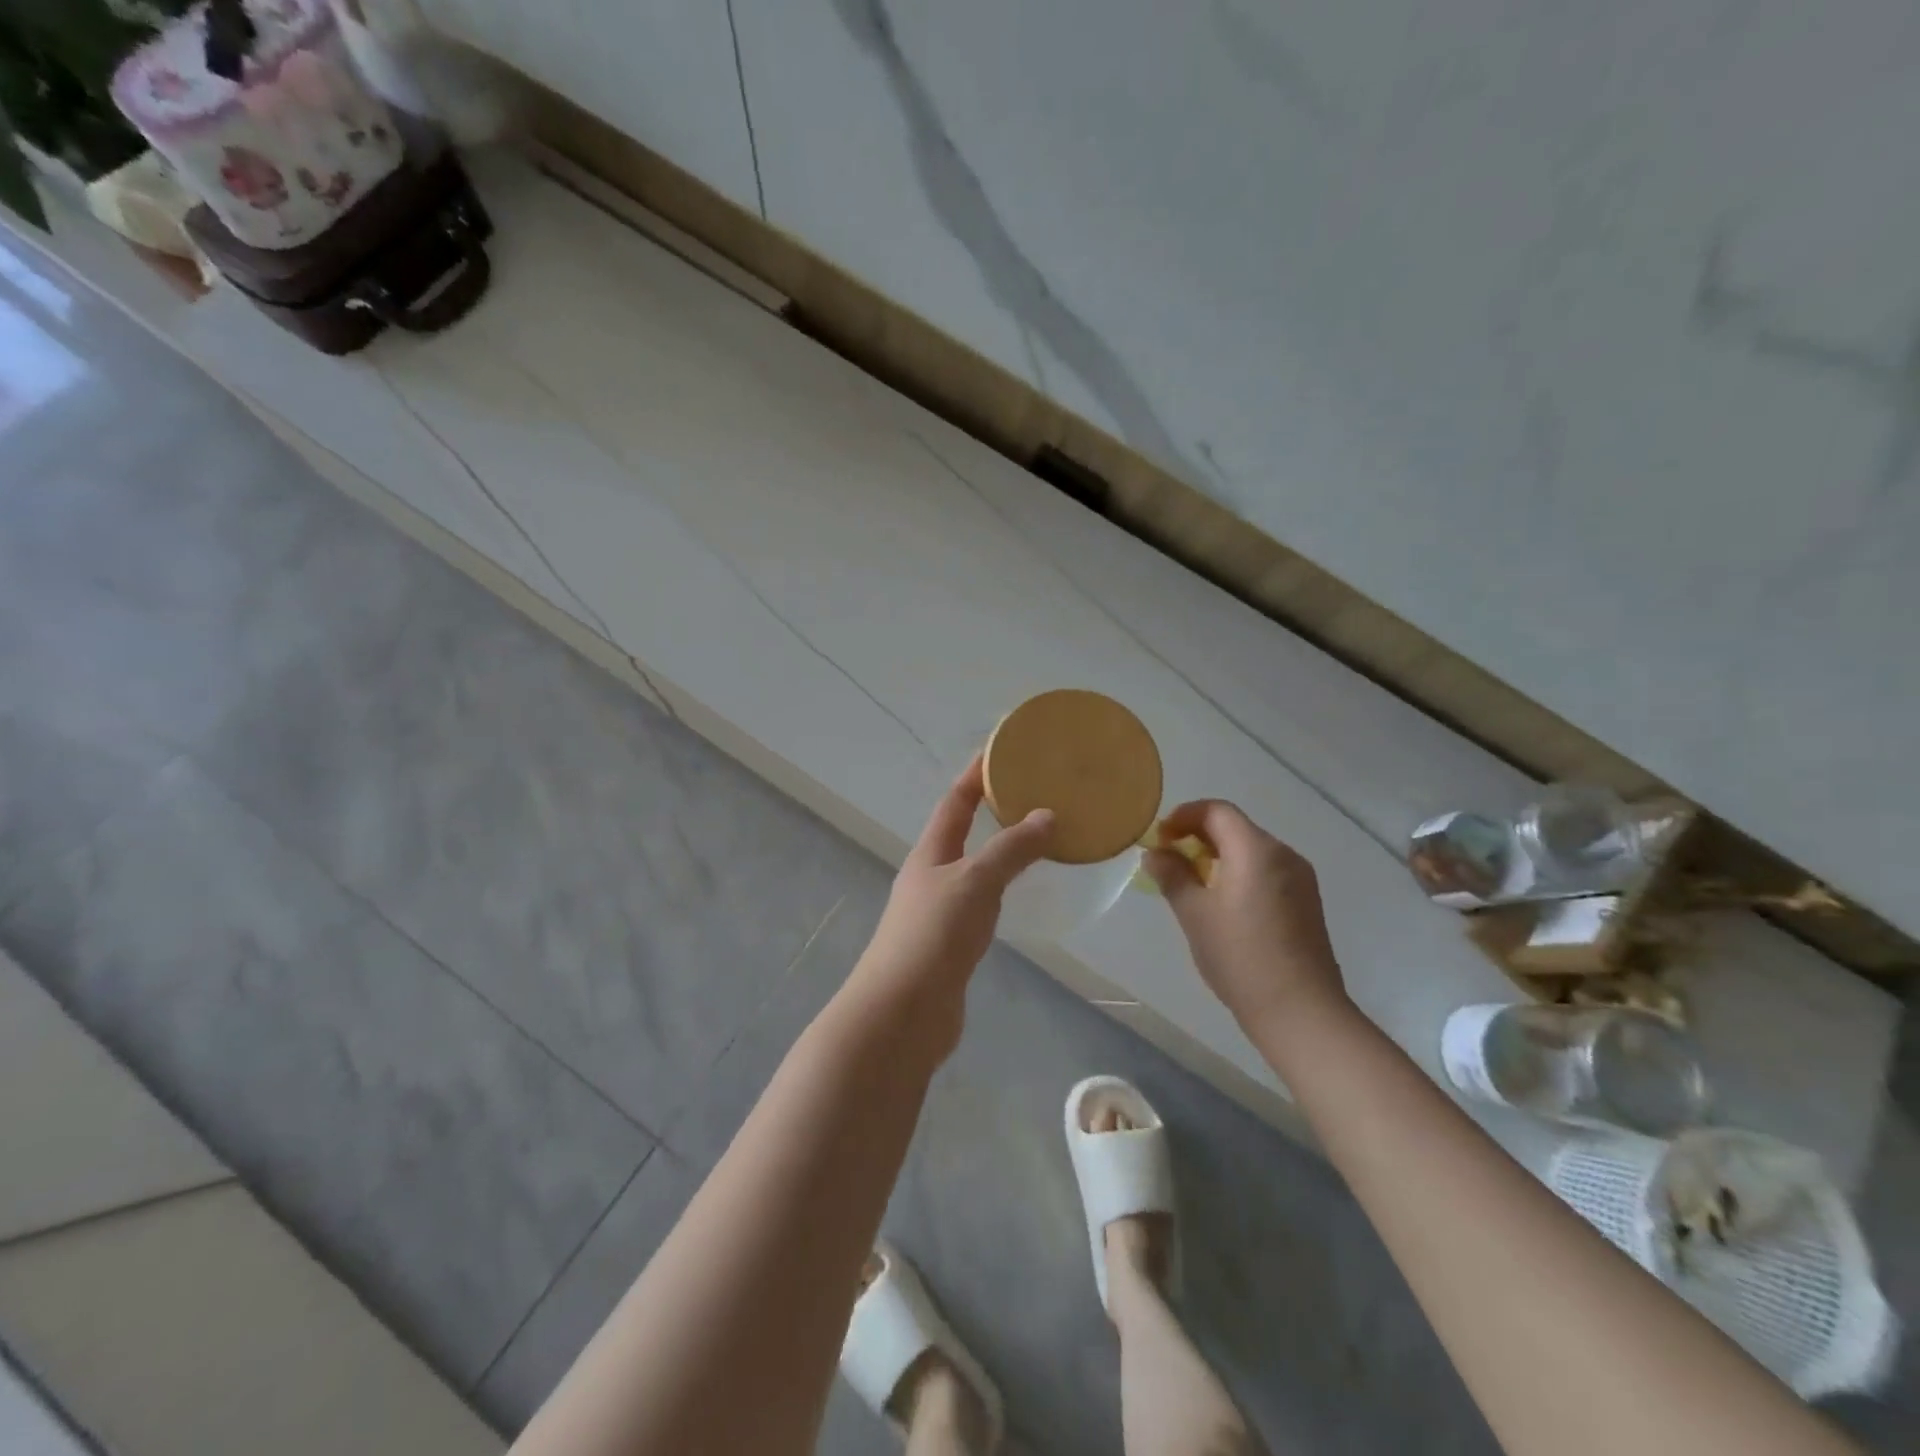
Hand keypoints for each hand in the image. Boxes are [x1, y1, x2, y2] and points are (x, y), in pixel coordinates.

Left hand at [847, 756, 1053, 1047]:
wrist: (903, 1012)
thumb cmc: (934, 935)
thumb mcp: (975, 882)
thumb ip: (1011, 850)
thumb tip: (1047, 815)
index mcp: (930, 853)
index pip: (954, 802)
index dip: (976, 775)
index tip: (1004, 751)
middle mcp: (930, 876)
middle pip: (962, 833)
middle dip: (993, 812)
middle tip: (1036, 795)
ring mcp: (939, 911)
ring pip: (974, 869)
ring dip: (1000, 851)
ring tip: (1039, 838)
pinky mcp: (951, 944)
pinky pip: (982, 903)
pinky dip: (1002, 889)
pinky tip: (1021, 894)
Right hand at [1145, 800, 1348, 1033]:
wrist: (1300, 1011)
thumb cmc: (1240, 957)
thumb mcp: (1194, 914)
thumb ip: (1172, 876)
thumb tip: (1155, 854)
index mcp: (1256, 850)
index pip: (1217, 811)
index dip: (1184, 816)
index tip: (1160, 838)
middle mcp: (1284, 854)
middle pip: (1236, 827)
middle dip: (1199, 836)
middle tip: (1170, 860)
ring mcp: (1300, 879)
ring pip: (1252, 850)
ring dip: (1219, 855)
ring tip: (1192, 883)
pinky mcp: (1307, 902)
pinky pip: (1266, 871)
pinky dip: (1239, 872)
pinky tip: (1223, 904)